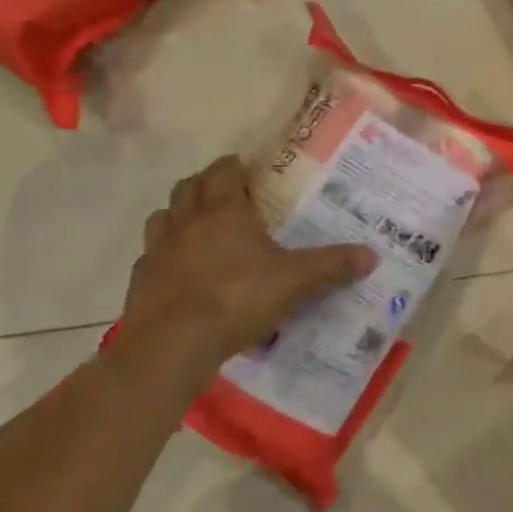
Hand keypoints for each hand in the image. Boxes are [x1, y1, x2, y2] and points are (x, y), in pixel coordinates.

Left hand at [119, 155, 376, 364]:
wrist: (171, 345)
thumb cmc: (237, 298)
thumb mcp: (295, 281)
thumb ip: (332, 265)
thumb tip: (372, 255)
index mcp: (224, 212)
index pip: (223, 172)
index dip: (233, 166)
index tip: (246, 168)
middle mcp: (186, 223)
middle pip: (187, 188)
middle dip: (205, 184)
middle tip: (227, 194)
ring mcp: (158, 252)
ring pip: (163, 218)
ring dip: (179, 215)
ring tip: (200, 228)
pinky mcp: (140, 282)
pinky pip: (152, 257)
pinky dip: (165, 255)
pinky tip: (182, 272)